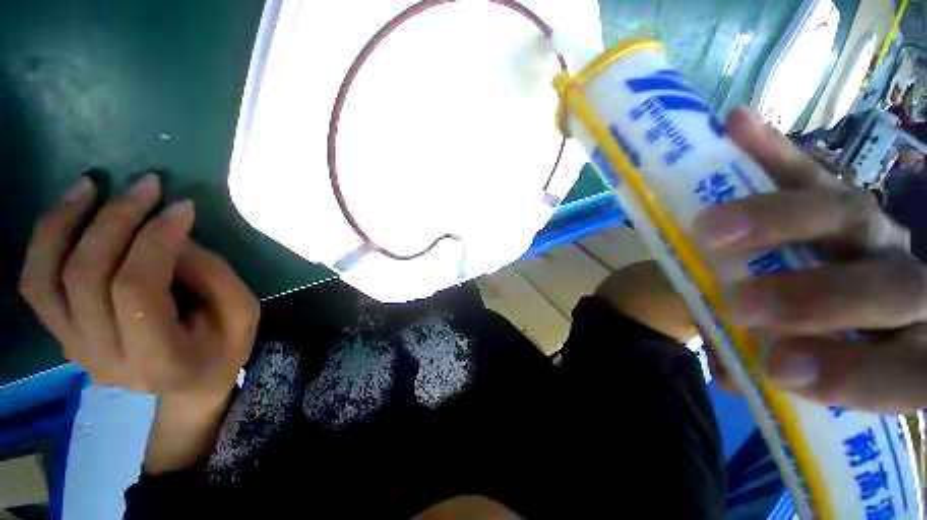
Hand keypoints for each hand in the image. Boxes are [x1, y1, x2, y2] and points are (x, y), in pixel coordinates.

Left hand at [20, 174, 259, 401]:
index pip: (137, 288)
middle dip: (115, 220)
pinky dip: (46, 242)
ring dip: (63, 223)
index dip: (155, 239)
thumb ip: (211, 273)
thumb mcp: (241, 311)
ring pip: (44, 278)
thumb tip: (170, 232)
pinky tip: (68, 211)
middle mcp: (104, 356)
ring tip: (89, 185)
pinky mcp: (61, 334)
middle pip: (86, 277)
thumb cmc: (224, 345)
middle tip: (146, 185)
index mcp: (158, 358)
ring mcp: (74, 347)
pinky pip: (37, 284)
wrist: (189, 385)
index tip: (182, 206)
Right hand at [694, 109, 924, 412]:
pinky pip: (807, 170)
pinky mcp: (829, 193)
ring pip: (848, 213)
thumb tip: (730, 373)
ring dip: (777, 220)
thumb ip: (757, 368)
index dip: (858, 376)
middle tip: (738, 304)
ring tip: (711, 227)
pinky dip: (771, 151)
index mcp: (904, 343)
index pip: (908, 371)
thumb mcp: (781, 366)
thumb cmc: (796, 340)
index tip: (779, 370)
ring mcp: (872, 228)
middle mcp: (902, 281)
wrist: (797, 303)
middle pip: (887, 285)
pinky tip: (737, 126)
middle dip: (814, 298)